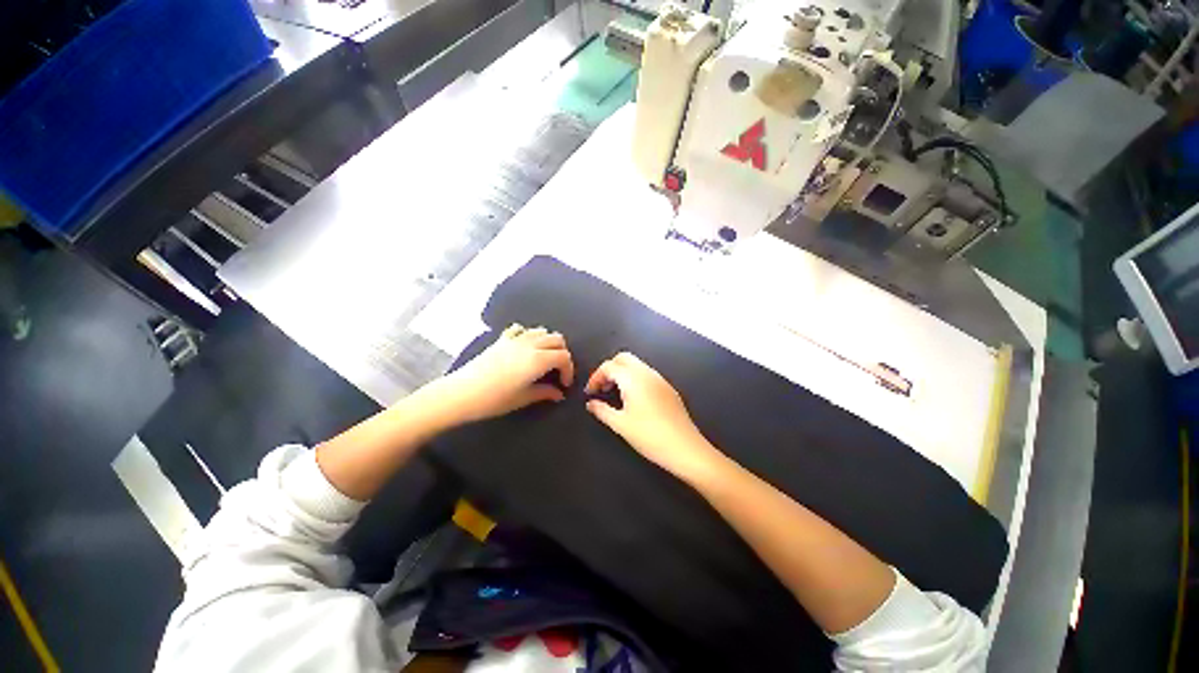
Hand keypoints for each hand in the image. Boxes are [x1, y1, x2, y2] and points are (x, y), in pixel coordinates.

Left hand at [433, 324, 574, 424]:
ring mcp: (515, 339)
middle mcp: (531, 344)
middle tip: (557, 370)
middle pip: (557, 339)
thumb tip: (559, 394)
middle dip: (562, 353)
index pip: (563, 357)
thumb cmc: (495, 399)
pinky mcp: (501, 339)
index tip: (564, 384)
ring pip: (541, 331)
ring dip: (548, 342)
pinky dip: (528, 335)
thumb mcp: (524, 398)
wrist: (462, 392)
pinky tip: (524, 347)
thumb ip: (545, 393)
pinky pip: (521, 329)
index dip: (568, 370)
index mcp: (539, 359)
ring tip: (544, 358)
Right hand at [585, 352, 720, 482]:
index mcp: (633, 378)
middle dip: (609, 369)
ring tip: (615, 394)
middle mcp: (647, 373)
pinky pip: (647, 374)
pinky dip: (635, 379)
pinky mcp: (669, 388)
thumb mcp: (620, 424)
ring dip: (623, 373)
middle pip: (623, 358)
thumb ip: (602, 410)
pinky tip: (634, 399)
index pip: (608, 366)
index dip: (595, 377)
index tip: (590, 392)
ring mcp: (660, 379)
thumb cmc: (650, 436)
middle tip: (602, 388)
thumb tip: (591, 403)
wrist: (685, 448)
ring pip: (637, 365)